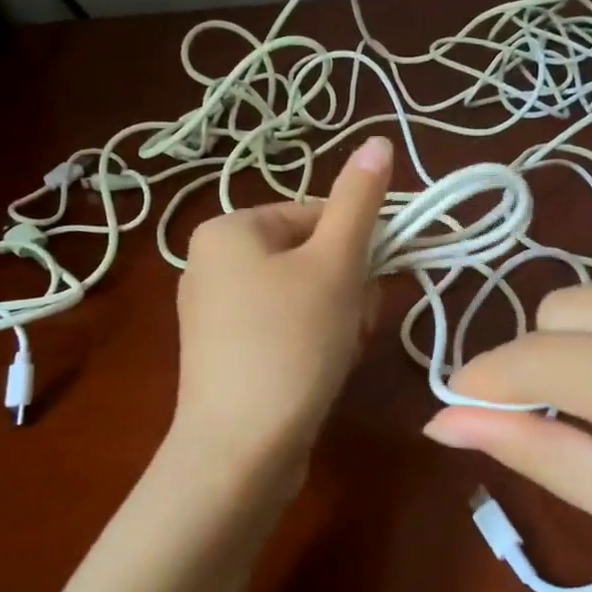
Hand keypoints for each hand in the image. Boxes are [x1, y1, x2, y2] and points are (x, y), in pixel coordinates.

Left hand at [171, 136, 392, 477]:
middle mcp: (211, 263)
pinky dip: (311, 343)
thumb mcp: (335, 263)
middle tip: (354, 323)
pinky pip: (282, 329)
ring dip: (337, 317)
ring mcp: (214, 313)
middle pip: (311, 257)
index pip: (316, 215)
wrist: (240, 452)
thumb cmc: (291, 343)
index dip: (357, 248)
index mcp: (228, 229)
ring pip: (303, 296)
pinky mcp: (225, 355)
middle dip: (347, 288)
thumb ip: (360, 200)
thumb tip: (379, 139)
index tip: (371, 285)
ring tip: (338, 353)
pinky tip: (320, 372)